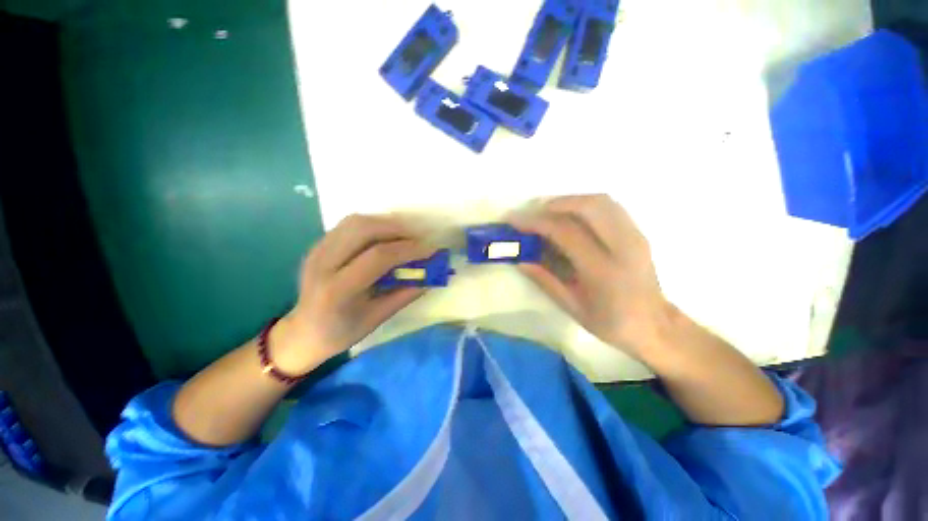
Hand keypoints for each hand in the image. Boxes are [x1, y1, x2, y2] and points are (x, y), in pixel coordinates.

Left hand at [271, 214, 434, 373]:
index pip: (378, 256)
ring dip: (385, 224)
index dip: (408, 249)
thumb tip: (431, 277)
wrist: (302, 332)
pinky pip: (348, 225)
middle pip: (364, 228)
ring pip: (355, 221)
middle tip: (418, 240)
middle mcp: (323, 263)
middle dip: (397, 229)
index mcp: (337, 289)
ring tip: (404, 237)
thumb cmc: (341, 332)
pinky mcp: (318, 245)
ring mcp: (317, 250)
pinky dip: (372, 226)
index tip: (431, 250)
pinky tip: (384, 238)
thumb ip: (405, 294)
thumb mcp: (377, 318)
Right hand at [510, 195, 669, 355]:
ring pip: (601, 201)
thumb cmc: (612, 323)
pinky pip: (609, 207)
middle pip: (587, 206)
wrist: (655, 326)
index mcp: (603, 271)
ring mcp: (635, 236)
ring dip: (570, 201)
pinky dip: (585, 204)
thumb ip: (545, 281)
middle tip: (531, 213)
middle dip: (553, 204)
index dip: (536, 222)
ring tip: (548, 213)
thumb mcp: (573, 308)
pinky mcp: (638, 232)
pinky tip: (571, 216)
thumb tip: (520, 260)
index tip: (514, 220)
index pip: (565, 232)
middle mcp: (623, 247)